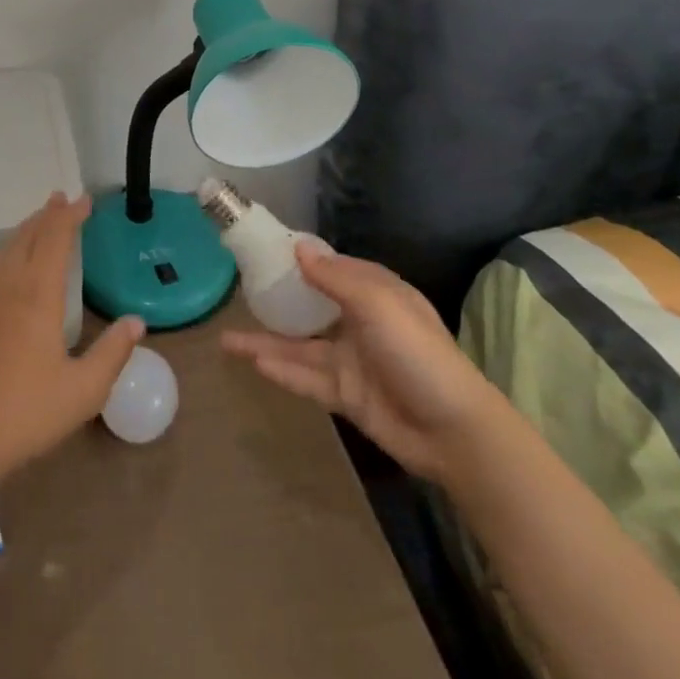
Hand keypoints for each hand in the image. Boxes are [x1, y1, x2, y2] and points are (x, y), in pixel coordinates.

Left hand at [0, 193, 144, 486]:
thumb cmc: (26, 415)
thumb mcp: (83, 392)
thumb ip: (111, 354)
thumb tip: (136, 322)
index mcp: (37, 298)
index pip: (55, 241)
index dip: (70, 217)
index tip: (86, 200)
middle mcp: (10, 289)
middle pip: (28, 238)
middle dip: (47, 215)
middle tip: (62, 198)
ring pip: (7, 250)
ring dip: (26, 229)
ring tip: (40, 222)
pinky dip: (11, 250)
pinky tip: (14, 265)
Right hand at [222, 246, 506, 482]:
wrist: (454, 431)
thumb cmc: (417, 352)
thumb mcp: (377, 303)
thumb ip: (334, 277)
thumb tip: (298, 247)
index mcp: (374, 293)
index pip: (331, 268)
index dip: (300, 258)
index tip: (263, 250)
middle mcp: (359, 322)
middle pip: (309, 306)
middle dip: (276, 300)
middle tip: (237, 291)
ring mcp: (351, 361)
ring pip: (299, 345)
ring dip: (266, 341)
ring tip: (225, 339)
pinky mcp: (345, 395)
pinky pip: (306, 378)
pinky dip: (281, 370)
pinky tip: (253, 363)